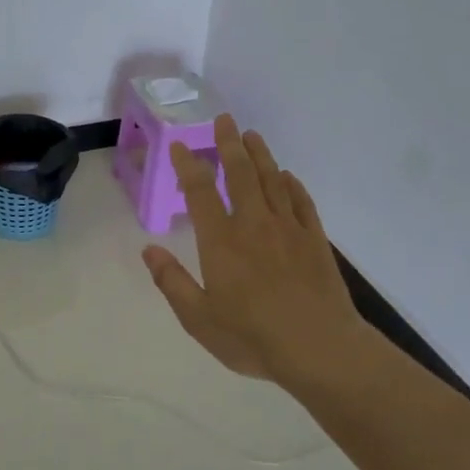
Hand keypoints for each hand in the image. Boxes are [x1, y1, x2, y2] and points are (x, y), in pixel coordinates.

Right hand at [141, 115, 369, 391]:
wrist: (320, 349)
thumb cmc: (253, 337)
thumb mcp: (199, 319)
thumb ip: (172, 282)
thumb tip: (149, 250)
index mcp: (221, 241)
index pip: (201, 192)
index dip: (189, 165)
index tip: (181, 145)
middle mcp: (253, 224)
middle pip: (241, 174)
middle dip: (229, 144)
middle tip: (224, 120)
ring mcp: (288, 229)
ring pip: (272, 180)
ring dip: (260, 155)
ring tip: (251, 135)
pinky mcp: (315, 240)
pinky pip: (301, 202)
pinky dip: (292, 185)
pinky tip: (287, 177)